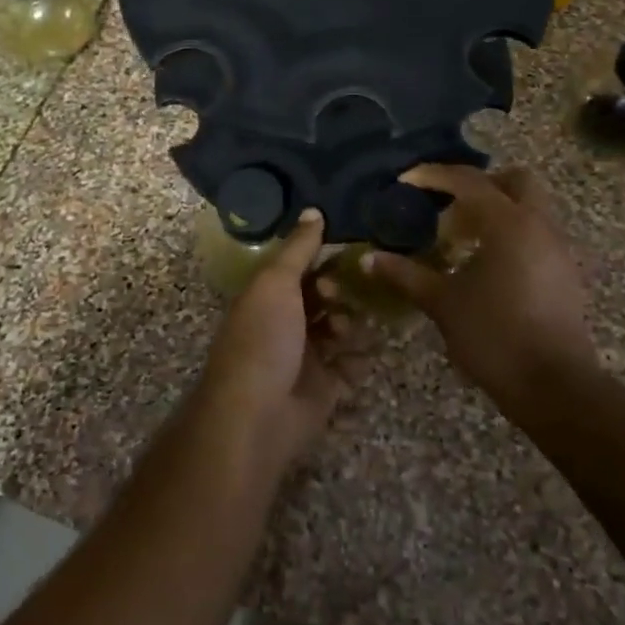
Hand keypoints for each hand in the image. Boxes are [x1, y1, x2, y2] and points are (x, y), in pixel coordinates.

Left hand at [192, 210, 363, 476]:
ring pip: (339, 331)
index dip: (321, 259)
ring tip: (348, 329)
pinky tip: (367, 350)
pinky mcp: (325, 390)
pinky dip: (360, 359)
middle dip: (338, 292)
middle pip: (322, 300)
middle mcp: (286, 325)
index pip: (299, 270)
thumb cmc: (263, 338)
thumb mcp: (276, 282)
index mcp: (268, 298)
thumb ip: (298, 248)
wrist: (257, 415)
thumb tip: (313, 209)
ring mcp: (306, 359)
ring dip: (351, 324)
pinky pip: (351, 367)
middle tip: (340, 295)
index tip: (347, 251)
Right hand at [362, 164, 592, 406]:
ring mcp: (557, 248)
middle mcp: (538, 224)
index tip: (406, 181)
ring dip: (496, 210)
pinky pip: (536, 233)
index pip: (468, 181)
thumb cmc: (494, 336)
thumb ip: (405, 274)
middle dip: (479, 184)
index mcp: (507, 222)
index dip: (433, 176)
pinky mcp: (565, 272)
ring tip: (462, 238)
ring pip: (529, 207)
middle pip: (513, 180)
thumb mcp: (442, 303)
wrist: (554, 386)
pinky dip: (511, 233)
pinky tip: (486, 264)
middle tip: (447, 205)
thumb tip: (368, 259)